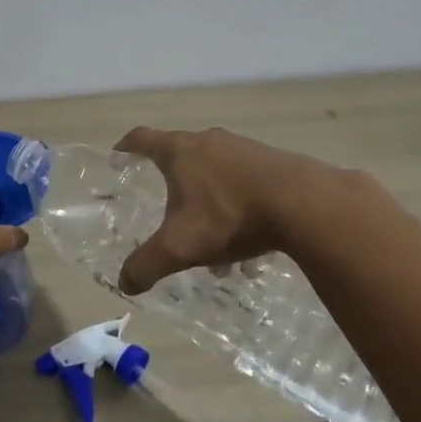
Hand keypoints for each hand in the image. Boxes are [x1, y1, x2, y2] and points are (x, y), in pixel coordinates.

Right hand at [113, 125, 343, 295]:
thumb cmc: (229, 215)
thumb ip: (147, 264)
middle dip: (172, 180)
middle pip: (180, 153)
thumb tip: (124, 282)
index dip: (126, 148)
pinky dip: (236, 201)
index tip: (117, 156)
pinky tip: (247, 236)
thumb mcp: (181, 246)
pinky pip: (244, 178)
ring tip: (211, 234)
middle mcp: (208, 140)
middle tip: (168, 207)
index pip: (142, 138)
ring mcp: (242, 147)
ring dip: (207, 196)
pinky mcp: (271, 160)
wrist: (303, 202)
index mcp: (179, 151)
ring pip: (214, 169)